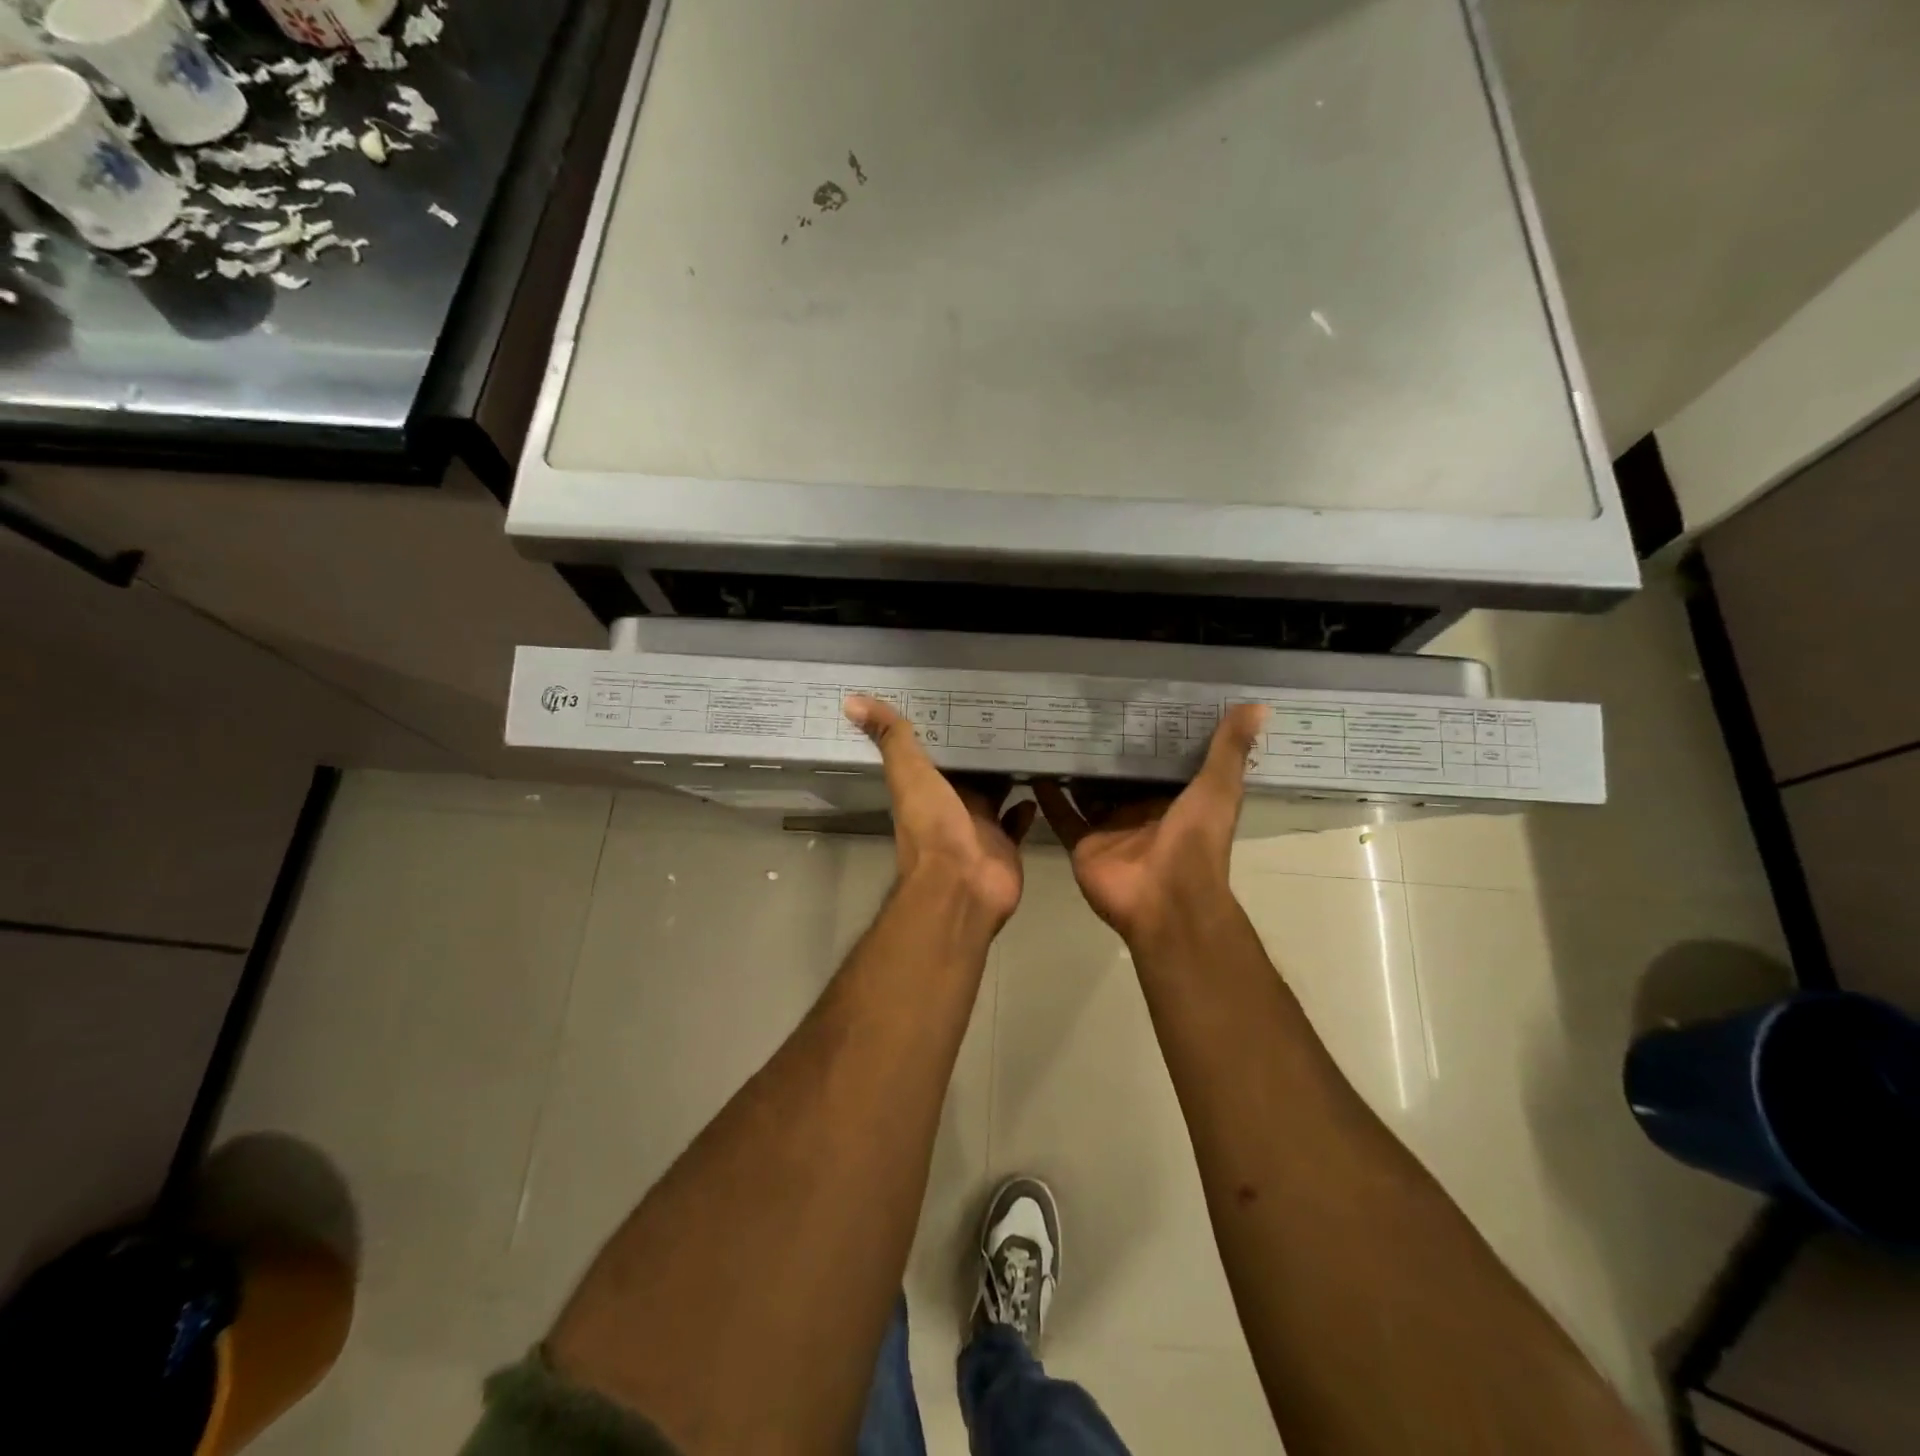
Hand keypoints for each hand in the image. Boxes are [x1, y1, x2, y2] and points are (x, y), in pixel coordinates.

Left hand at [847, 696, 1036, 926]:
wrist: (961, 886)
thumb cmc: (933, 827)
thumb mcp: (909, 774)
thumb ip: (891, 739)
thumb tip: (852, 701)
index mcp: (927, 788)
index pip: (937, 753)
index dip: (947, 730)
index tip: (964, 700)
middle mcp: (952, 806)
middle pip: (969, 773)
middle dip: (984, 750)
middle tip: (1009, 715)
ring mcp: (981, 827)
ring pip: (996, 794)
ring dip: (1008, 774)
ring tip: (1030, 742)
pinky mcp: (1006, 845)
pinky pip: (1017, 821)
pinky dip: (1027, 806)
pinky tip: (1039, 784)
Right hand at [1035, 704, 1267, 946]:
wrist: (1166, 899)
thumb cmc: (1195, 841)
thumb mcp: (1218, 788)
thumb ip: (1229, 750)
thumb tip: (1258, 706)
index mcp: (1175, 800)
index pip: (1160, 763)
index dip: (1149, 736)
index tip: (1134, 703)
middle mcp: (1140, 812)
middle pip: (1120, 777)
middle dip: (1106, 751)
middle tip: (1084, 712)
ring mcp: (1110, 829)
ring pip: (1088, 793)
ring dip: (1076, 770)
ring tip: (1055, 732)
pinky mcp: (1084, 844)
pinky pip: (1063, 816)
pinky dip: (1049, 796)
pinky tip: (1035, 769)